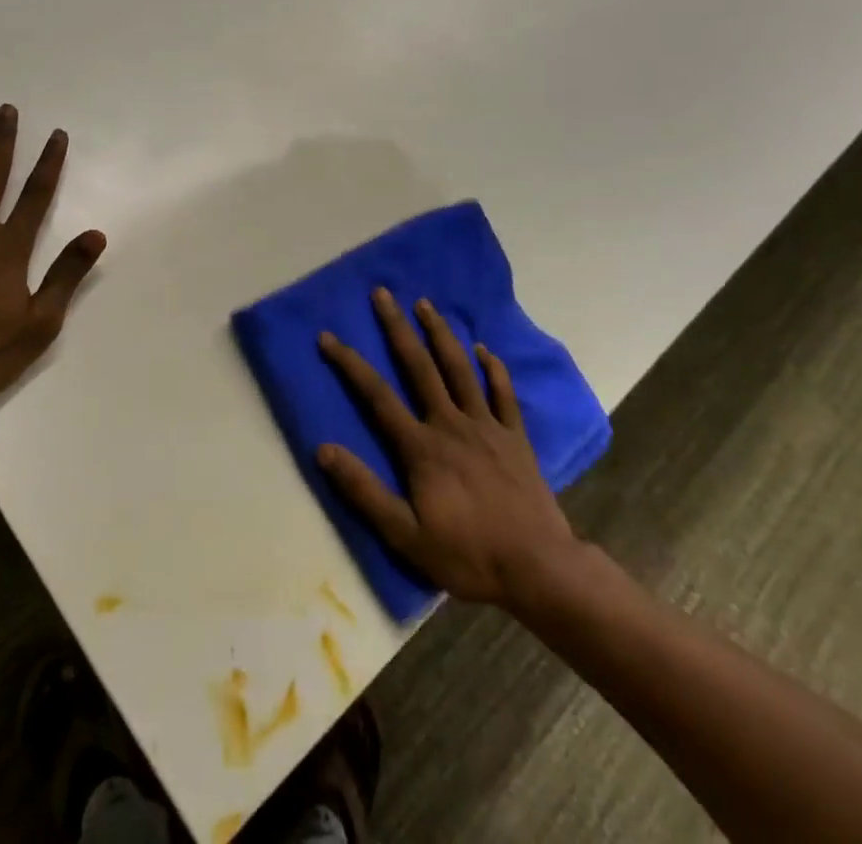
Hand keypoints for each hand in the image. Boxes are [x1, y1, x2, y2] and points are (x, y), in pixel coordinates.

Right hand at [316, 289, 580, 610]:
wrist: (538, 569)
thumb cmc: (467, 555)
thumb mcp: (406, 535)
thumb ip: (364, 491)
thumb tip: (323, 449)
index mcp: (421, 446)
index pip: (377, 395)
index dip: (350, 364)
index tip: (328, 336)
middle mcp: (451, 424)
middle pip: (419, 366)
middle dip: (397, 327)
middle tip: (383, 293)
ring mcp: (486, 426)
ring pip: (459, 368)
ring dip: (440, 333)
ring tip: (425, 304)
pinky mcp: (515, 436)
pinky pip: (503, 393)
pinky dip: (493, 368)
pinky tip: (484, 349)